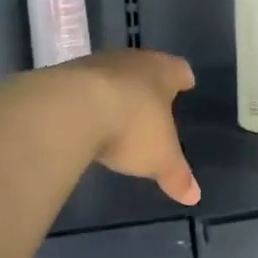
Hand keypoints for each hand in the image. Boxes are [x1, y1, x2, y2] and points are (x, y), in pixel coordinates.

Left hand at [76, 49, 201, 205]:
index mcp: (162, 72)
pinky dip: (87, 100)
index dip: (182, 79)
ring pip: (111, 74)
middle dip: (148, 83)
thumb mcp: (160, 159)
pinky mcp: (63, 76)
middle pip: (144, 67)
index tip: (186, 84)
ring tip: (117, 111)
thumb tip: (195, 196)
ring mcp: (93, 64)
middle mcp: (130, 60)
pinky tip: (86, 118)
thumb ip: (177, 176)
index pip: (179, 70)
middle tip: (153, 100)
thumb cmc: (131, 127)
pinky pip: (82, 87)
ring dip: (115, 90)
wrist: (69, 111)